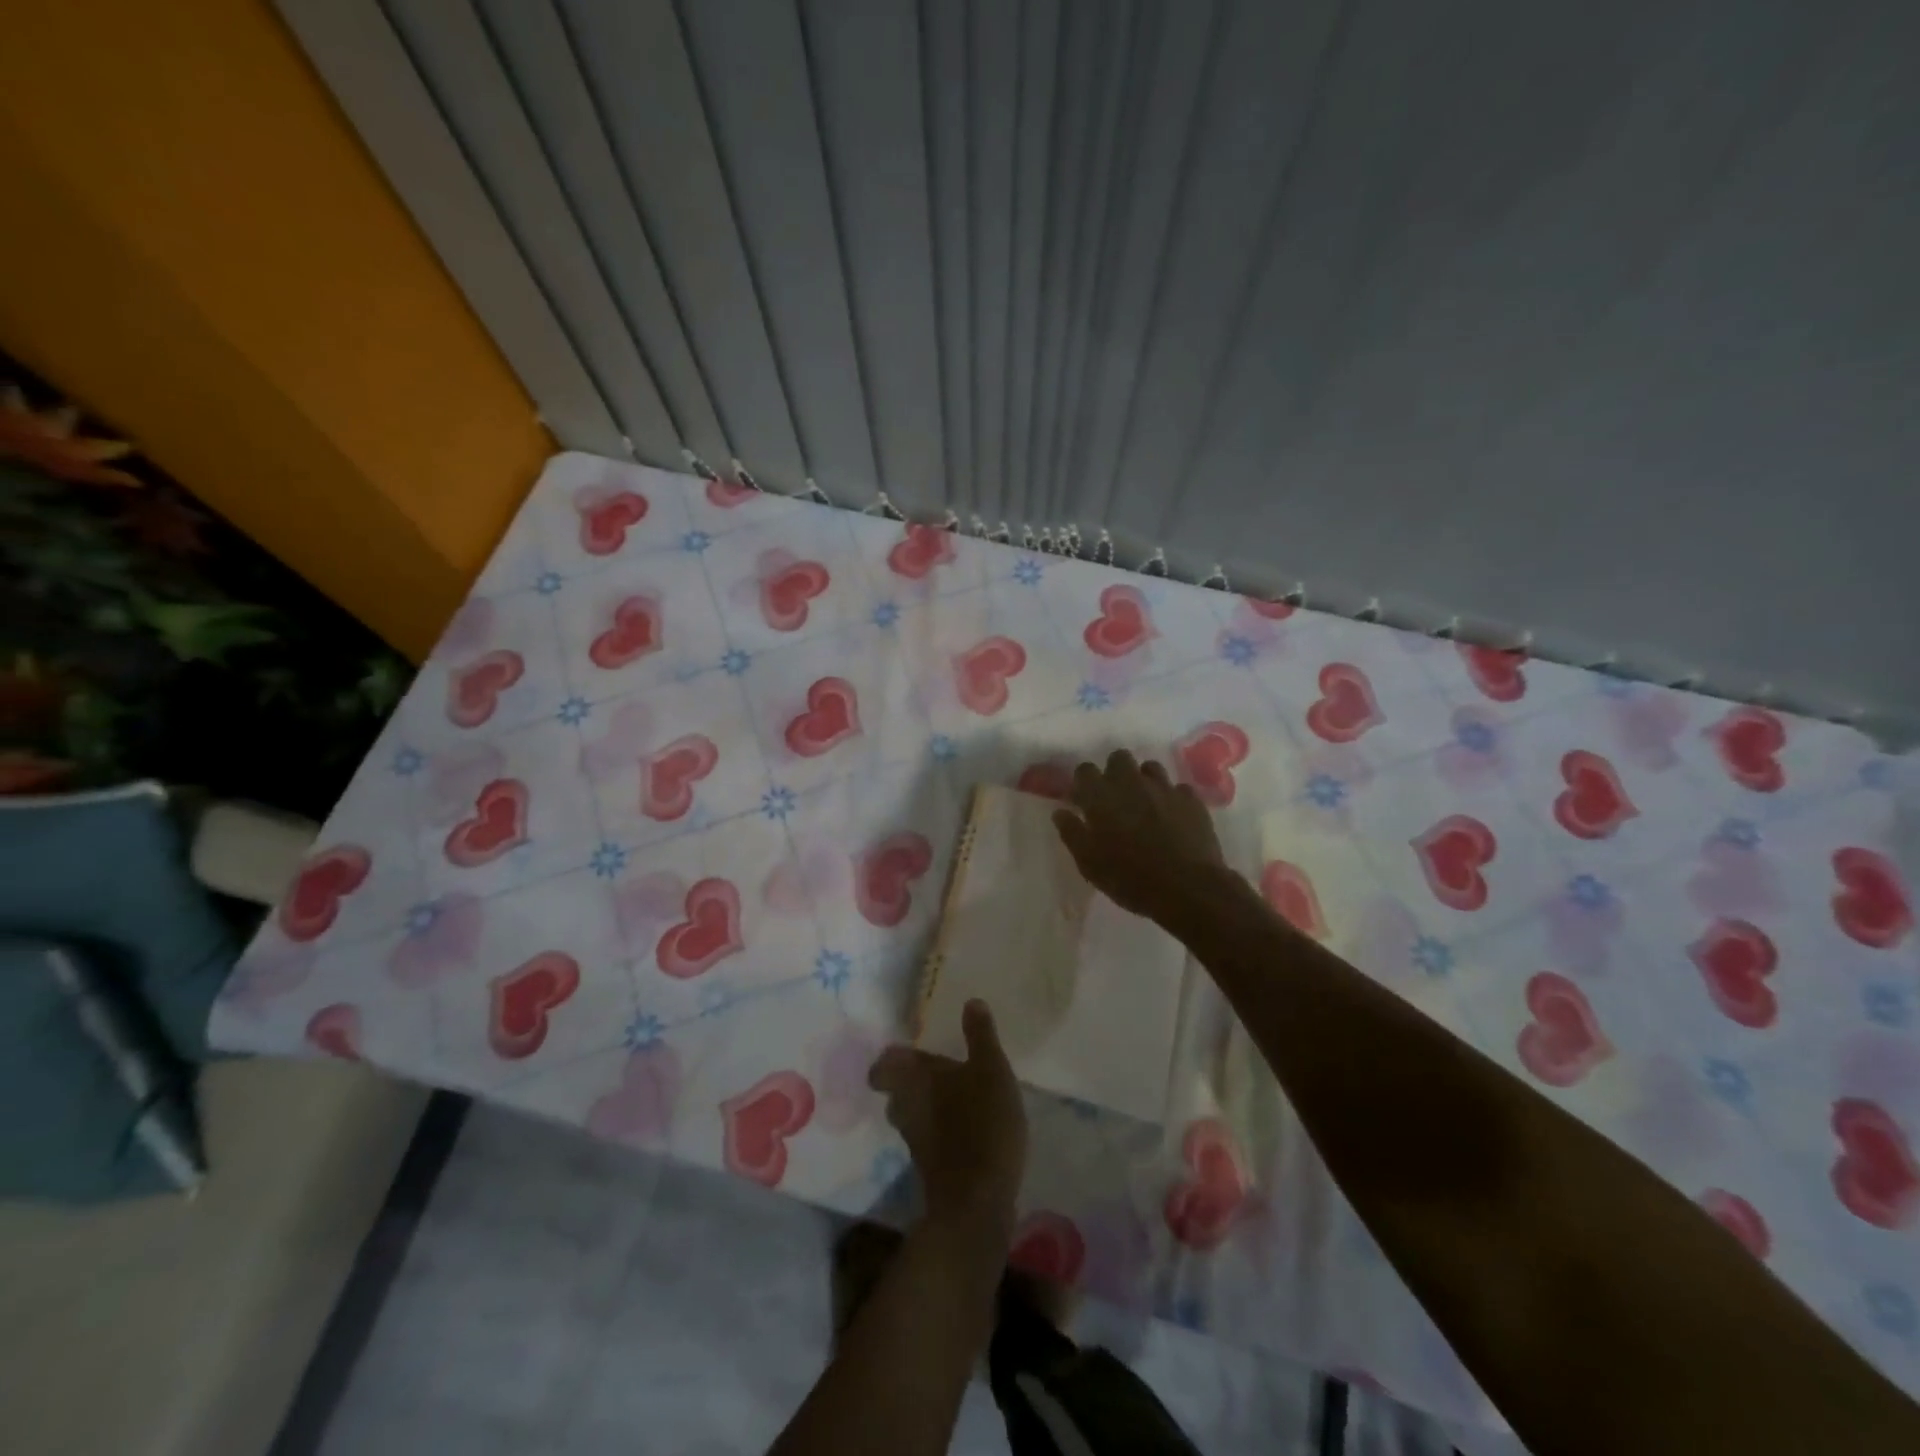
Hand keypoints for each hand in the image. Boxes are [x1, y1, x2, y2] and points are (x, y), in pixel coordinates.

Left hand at [869, 1001, 1026, 1238]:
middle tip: (935, 1070)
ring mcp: (914, 1139)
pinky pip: (928, 1137)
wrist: (977, 1201)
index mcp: (912, 1077)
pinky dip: (940, 1130)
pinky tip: (965, 1127)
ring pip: (911, 1114)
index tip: (908, 1051)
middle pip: (896, 1090)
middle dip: (910, 1081)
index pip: (882, 1065)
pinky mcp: (929, 1167)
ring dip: (926, 1106)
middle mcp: (905, 1106)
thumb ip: (980, 1035)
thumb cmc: (981, 1122)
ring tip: (954, 1096)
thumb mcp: (991, 1069)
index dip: (890, 1059)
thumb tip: (971, 1001)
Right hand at [1052, 748, 1226, 924]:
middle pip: (1119, 758)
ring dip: (1143, 781)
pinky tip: (1172, 818)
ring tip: (1145, 806)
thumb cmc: (1130, 878)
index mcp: (1101, 796)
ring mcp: (1164, 788)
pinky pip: (1177, 788)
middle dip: (1114, 772)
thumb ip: (1072, 833)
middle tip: (1115, 799)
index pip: (1085, 770)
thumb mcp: (1089, 863)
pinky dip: (1171, 799)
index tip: (1084, 801)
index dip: (1083, 783)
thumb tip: (1060, 812)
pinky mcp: (1191, 800)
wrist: (1187, 889)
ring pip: (1150, 768)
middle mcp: (1132, 782)